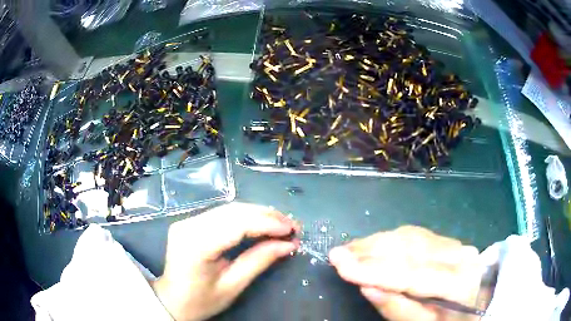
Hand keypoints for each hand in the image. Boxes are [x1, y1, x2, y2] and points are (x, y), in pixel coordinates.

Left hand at [151, 202, 299, 320]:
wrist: (172, 300)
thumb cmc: (200, 301)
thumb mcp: (232, 286)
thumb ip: (259, 261)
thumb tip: (288, 245)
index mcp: (195, 245)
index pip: (236, 224)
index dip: (267, 223)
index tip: (292, 229)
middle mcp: (188, 226)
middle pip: (233, 211)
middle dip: (266, 216)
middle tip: (292, 226)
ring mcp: (186, 221)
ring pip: (229, 209)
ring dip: (258, 214)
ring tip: (281, 224)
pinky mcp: (189, 222)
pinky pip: (222, 214)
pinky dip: (245, 217)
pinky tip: (260, 223)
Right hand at [328, 226, 481, 320]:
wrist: (475, 305)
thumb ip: (397, 309)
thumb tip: (366, 286)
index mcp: (458, 282)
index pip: (412, 273)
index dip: (374, 269)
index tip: (340, 263)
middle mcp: (459, 255)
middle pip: (410, 249)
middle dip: (370, 251)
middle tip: (338, 254)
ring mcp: (454, 243)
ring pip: (410, 237)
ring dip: (376, 242)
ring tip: (350, 249)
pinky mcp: (446, 240)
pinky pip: (414, 235)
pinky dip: (389, 239)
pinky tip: (372, 244)